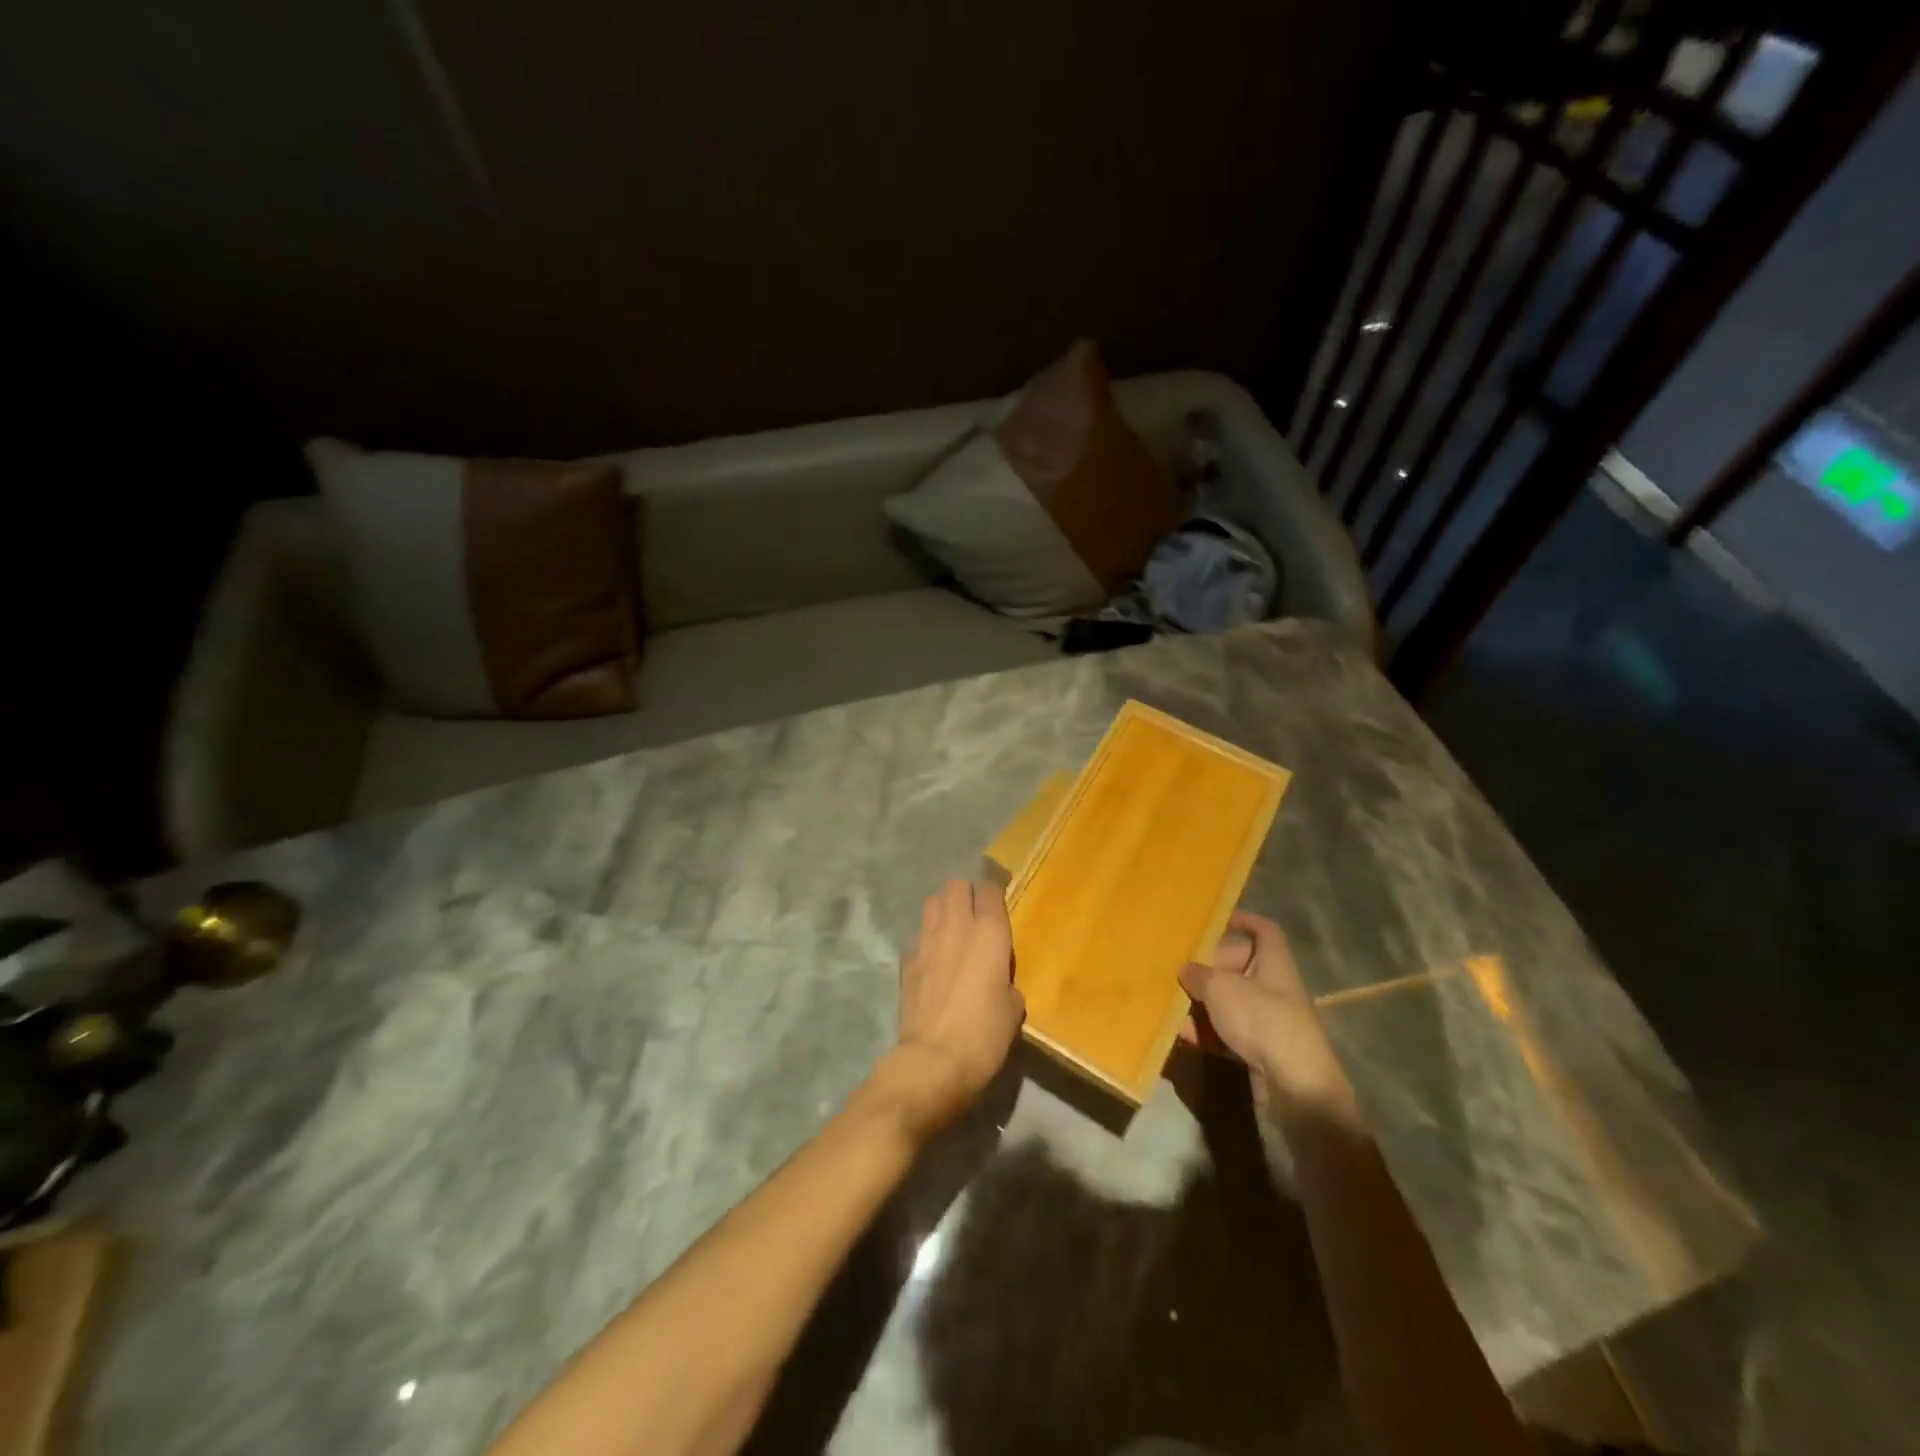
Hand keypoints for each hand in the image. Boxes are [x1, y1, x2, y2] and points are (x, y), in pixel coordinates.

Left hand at [875, 880, 1024, 1140]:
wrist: (933, 1061)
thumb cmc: (984, 1034)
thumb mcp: (1013, 1009)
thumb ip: (1006, 981)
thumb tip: (998, 981)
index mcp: (989, 933)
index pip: (989, 889)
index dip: (994, 894)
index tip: (999, 905)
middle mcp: (955, 927)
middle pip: (955, 885)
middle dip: (965, 893)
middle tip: (974, 914)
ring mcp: (925, 942)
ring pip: (931, 903)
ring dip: (942, 910)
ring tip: (951, 931)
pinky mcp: (906, 962)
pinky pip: (917, 938)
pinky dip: (925, 942)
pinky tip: (932, 962)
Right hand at [1180, 911, 1360, 1126]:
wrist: (1296, 1088)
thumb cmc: (1261, 1020)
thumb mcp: (1221, 989)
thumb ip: (1199, 975)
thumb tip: (1186, 970)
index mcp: (1274, 964)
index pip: (1264, 931)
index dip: (1242, 921)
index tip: (1214, 922)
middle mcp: (1274, 988)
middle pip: (1240, 967)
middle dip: (1209, 968)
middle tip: (1180, 970)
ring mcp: (1269, 1022)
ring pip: (1230, 1003)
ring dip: (1202, 1003)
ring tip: (1172, 1004)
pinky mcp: (1261, 1051)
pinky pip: (1228, 1033)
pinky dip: (1207, 1032)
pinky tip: (1182, 1035)